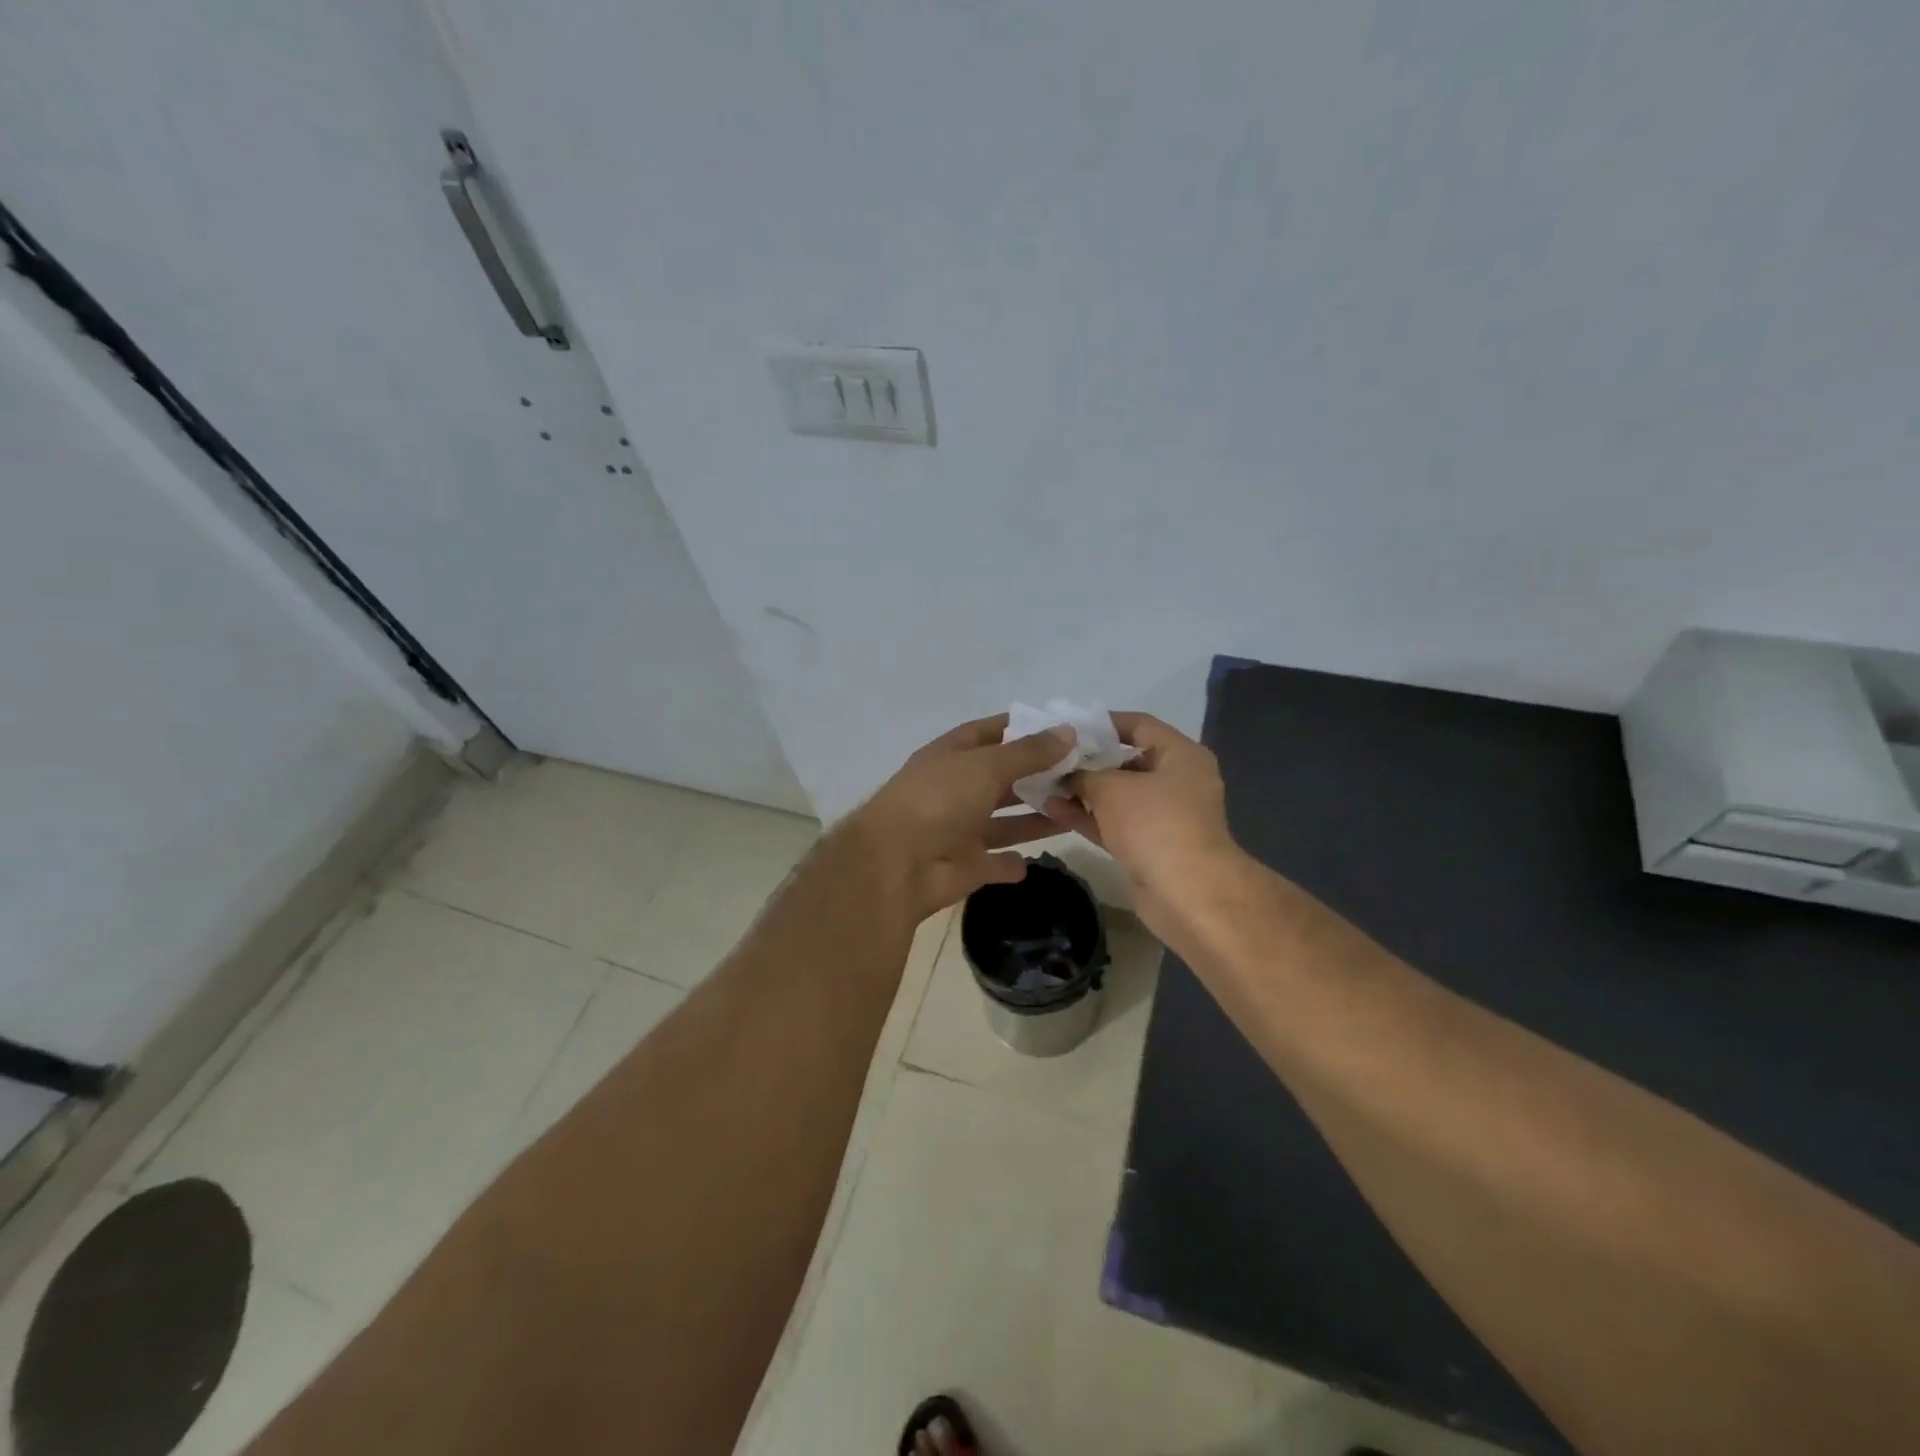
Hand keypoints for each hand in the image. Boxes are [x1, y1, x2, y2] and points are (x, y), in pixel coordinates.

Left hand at [846, 715, 1073, 919]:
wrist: (897, 864)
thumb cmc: (939, 800)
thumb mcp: (986, 765)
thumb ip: (1028, 752)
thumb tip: (1069, 731)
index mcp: (951, 756)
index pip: (989, 733)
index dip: (1021, 728)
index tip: (1060, 729)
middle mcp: (955, 789)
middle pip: (1001, 778)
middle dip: (1036, 776)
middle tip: (1081, 774)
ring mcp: (959, 829)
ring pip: (1004, 821)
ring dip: (1034, 817)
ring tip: (1075, 810)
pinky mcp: (965, 866)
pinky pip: (995, 862)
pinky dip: (1010, 863)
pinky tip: (1032, 861)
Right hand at [1039, 713, 1238, 931]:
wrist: (1187, 893)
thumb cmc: (1154, 824)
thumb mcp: (1112, 788)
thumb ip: (1085, 774)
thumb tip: (1068, 776)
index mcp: (1181, 755)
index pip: (1140, 725)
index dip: (1104, 723)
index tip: (1069, 726)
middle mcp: (1177, 781)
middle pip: (1127, 761)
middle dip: (1088, 760)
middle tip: (1050, 756)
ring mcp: (1164, 816)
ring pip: (1118, 796)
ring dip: (1083, 791)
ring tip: (1043, 782)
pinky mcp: (1149, 846)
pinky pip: (1114, 823)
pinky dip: (1088, 816)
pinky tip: (1051, 809)